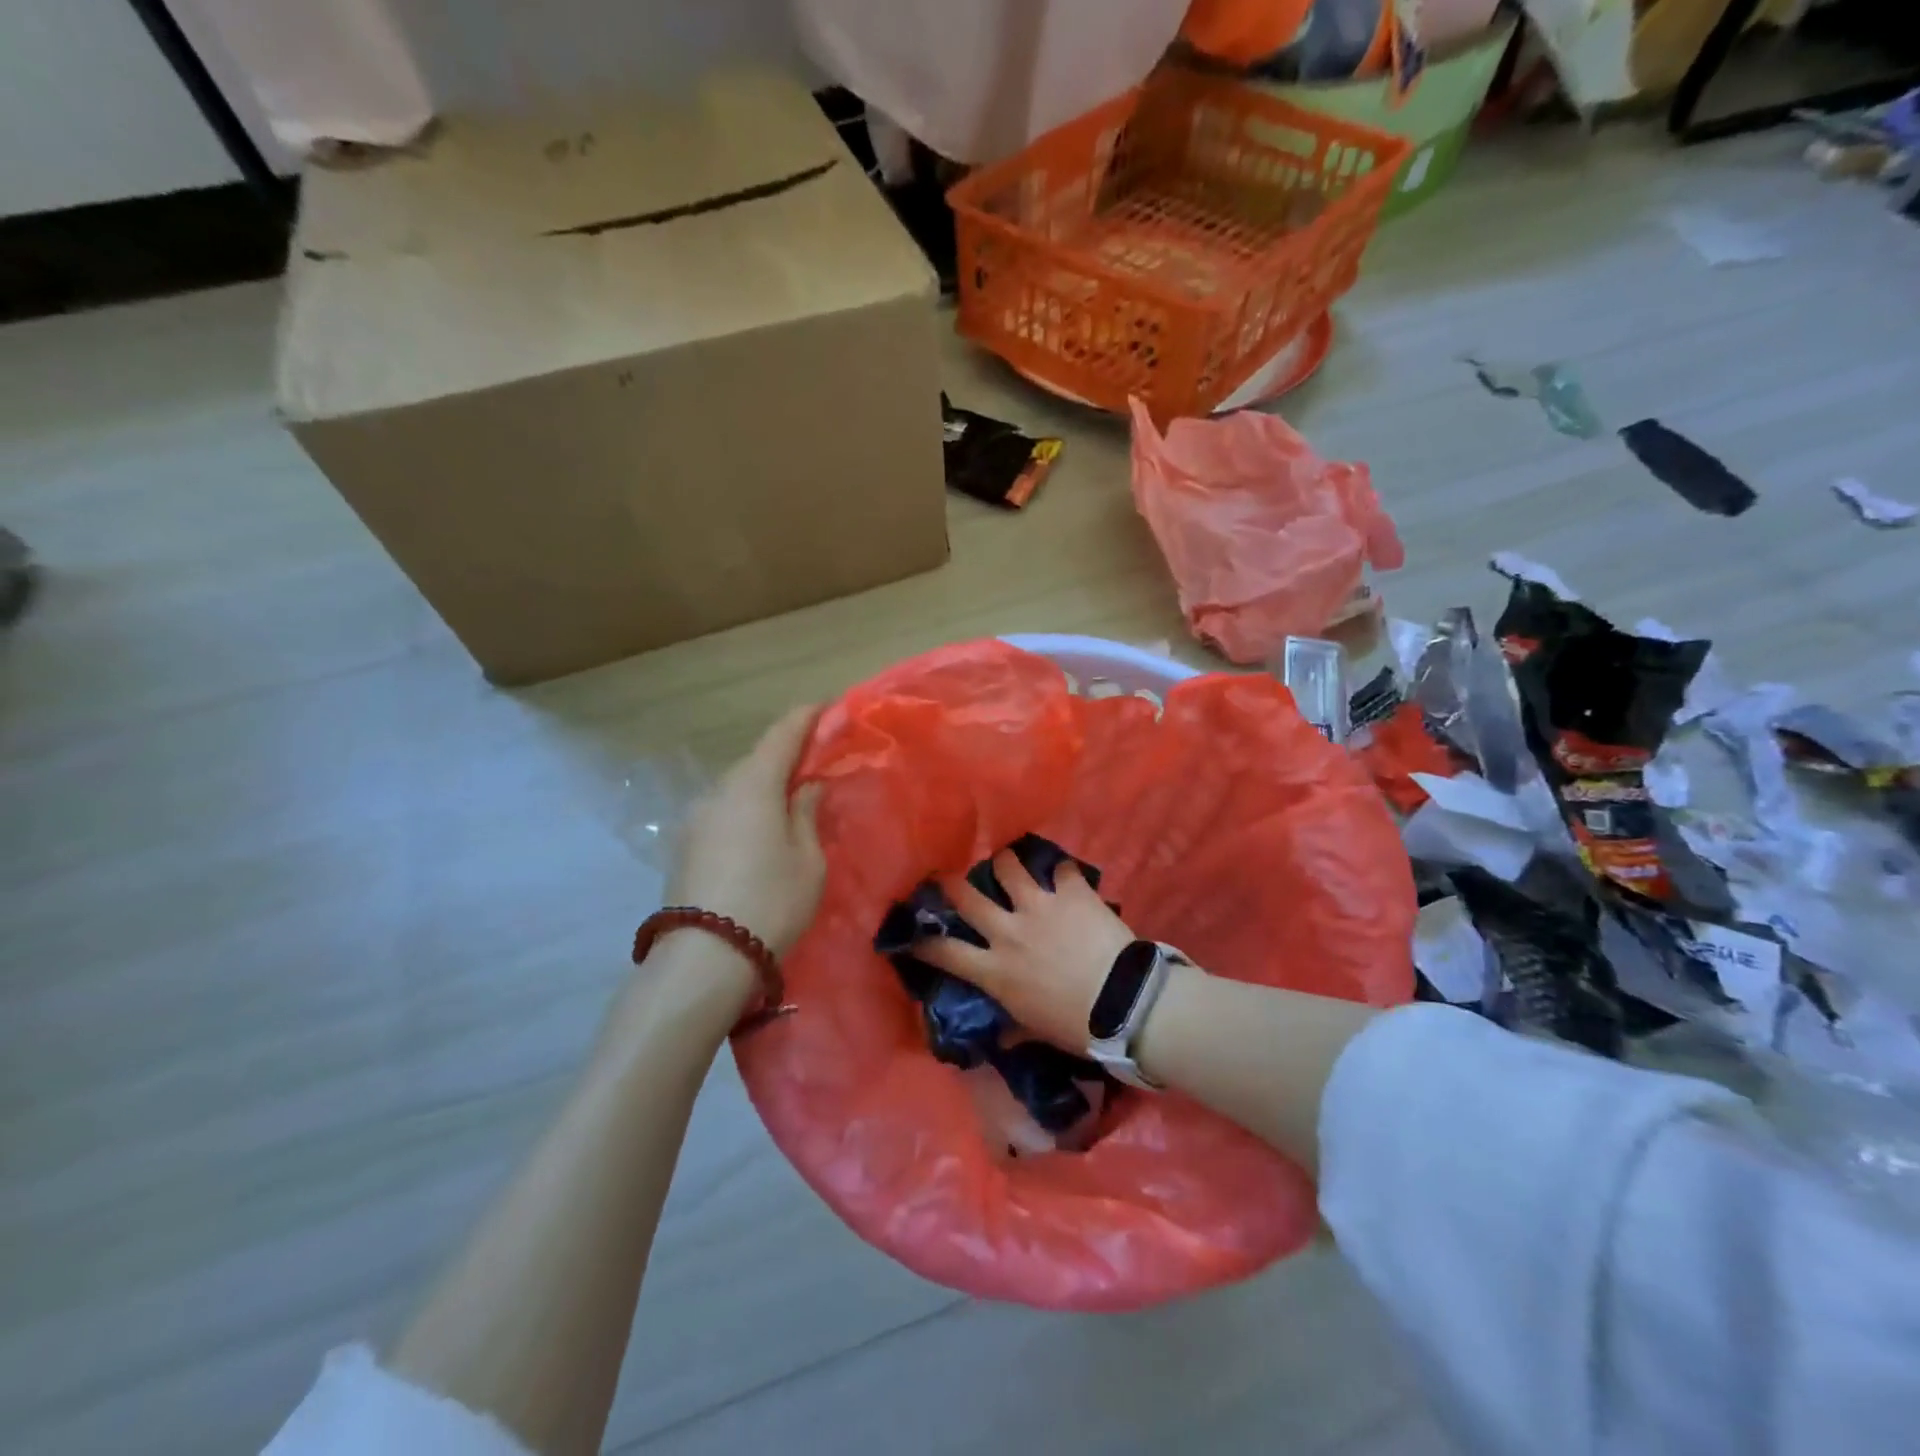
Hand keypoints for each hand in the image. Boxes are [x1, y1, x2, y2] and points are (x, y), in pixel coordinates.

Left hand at [668, 706, 825, 956]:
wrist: (705, 957)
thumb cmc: (771, 901)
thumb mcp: (807, 859)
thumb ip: (807, 813)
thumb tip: (807, 785)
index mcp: (753, 785)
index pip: (782, 735)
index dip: (805, 717)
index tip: (825, 706)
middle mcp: (719, 791)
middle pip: (757, 760)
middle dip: (786, 755)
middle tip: (815, 763)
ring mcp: (696, 818)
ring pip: (738, 787)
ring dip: (764, 785)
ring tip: (790, 801)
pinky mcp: (685, 844)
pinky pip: (724, 811)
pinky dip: (746, 808)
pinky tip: (760, 831)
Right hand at [910, 851, 1135, 1051]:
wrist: (1125, 1003)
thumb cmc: (1077, 1026)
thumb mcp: (1037, 1031)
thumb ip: (1014, 1031)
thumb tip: (1001, 1041)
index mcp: (995, 970)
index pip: (946, 952)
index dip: (924, 941)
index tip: (914, 933)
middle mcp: (1008, 931)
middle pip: (967, 896)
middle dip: (950, 883)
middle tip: (947, 876)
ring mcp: (1039, 905)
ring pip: (1009, 866)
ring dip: (1006, 862)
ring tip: (1007, 860)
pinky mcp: (1071, 892)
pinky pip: (1061, 868)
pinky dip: (1062, 870)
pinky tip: (1064, 873)